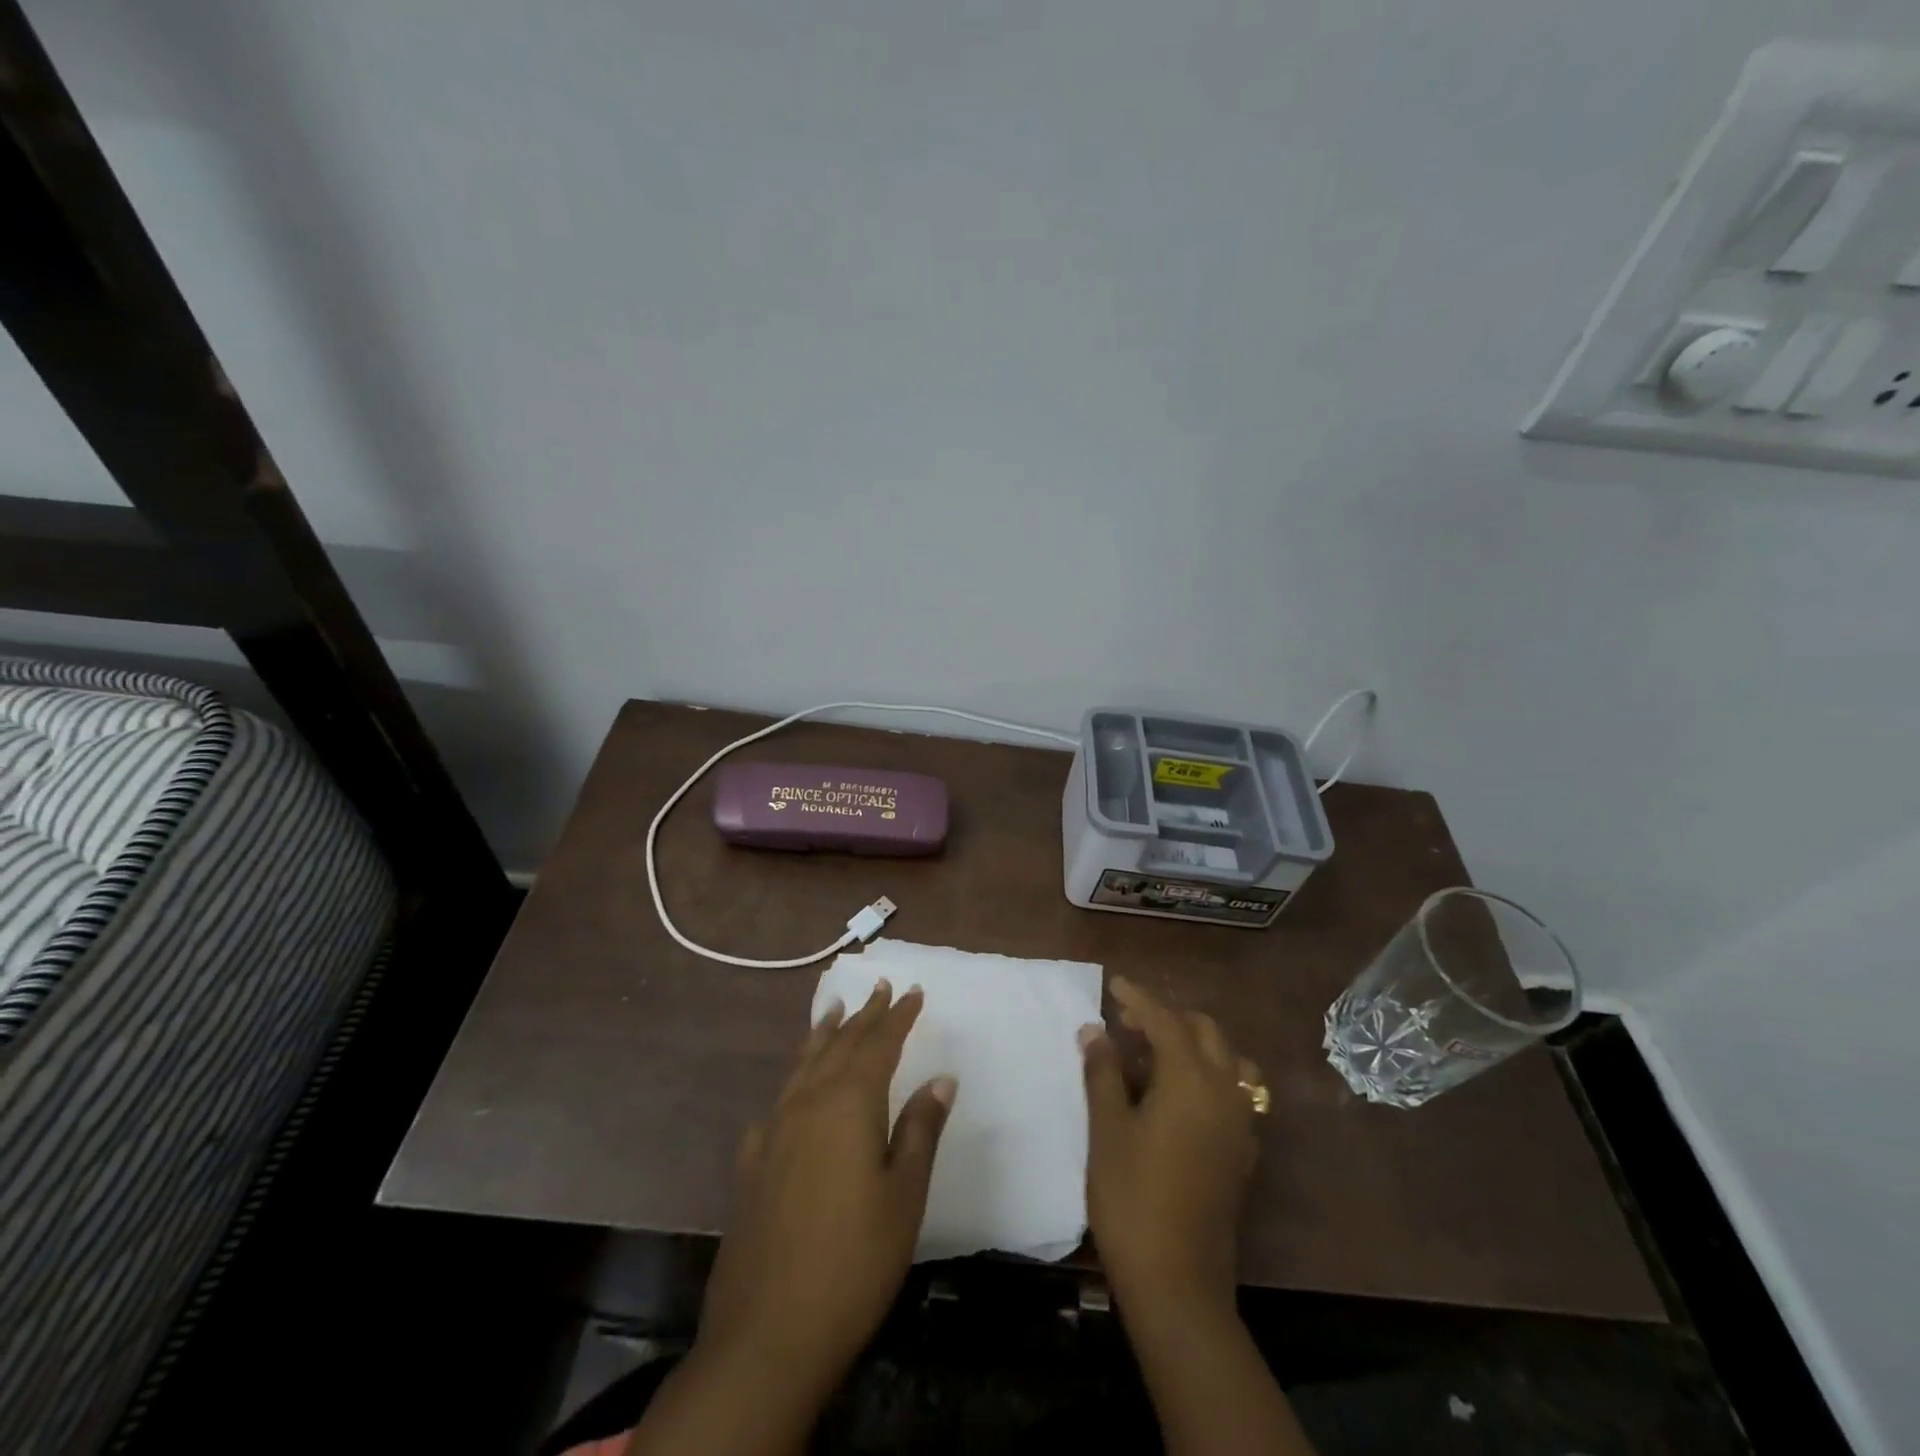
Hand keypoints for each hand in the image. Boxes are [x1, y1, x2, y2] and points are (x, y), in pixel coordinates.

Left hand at [698, 980, 954, 1400]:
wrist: (767, 1332)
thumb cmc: (854, 1260)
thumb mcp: (904, 1195)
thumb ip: (920, 1130)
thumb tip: (940, 1079)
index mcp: (848, 1104)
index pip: (878, 1044)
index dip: (897, 1017)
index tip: (912, 991)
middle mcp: (807, 1104)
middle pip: (839, 1045)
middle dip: (863, 1016)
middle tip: (879, 988)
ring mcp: (773, 1132)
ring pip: (803, 1066)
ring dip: (823, 1035)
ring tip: (834, 1011)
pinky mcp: (751, 1164)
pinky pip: (777, 1102)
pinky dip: (793, 1082)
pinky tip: (792, 1093)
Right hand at [1080, 976, 1260, 1316]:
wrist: (1177, 1281)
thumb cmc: (1132, 1197)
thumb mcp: (1107, 1129)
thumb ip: (1103, 1072)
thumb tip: (1094, 1030)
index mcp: (1191, 1080)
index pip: (1166, 1021)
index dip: (1139, 999)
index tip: (1114, 985)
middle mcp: (1224, 1092)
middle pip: (1204, 1032)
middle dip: (1167, 1017)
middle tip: (1127, 1023)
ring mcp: (1241, 1123)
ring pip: (1228, 1060)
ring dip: (1195, 1044)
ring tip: (1156, 1054)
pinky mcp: (1244, 1151)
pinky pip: (1235, 1091)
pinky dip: (1210, 1074)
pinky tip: (1180, 1095)